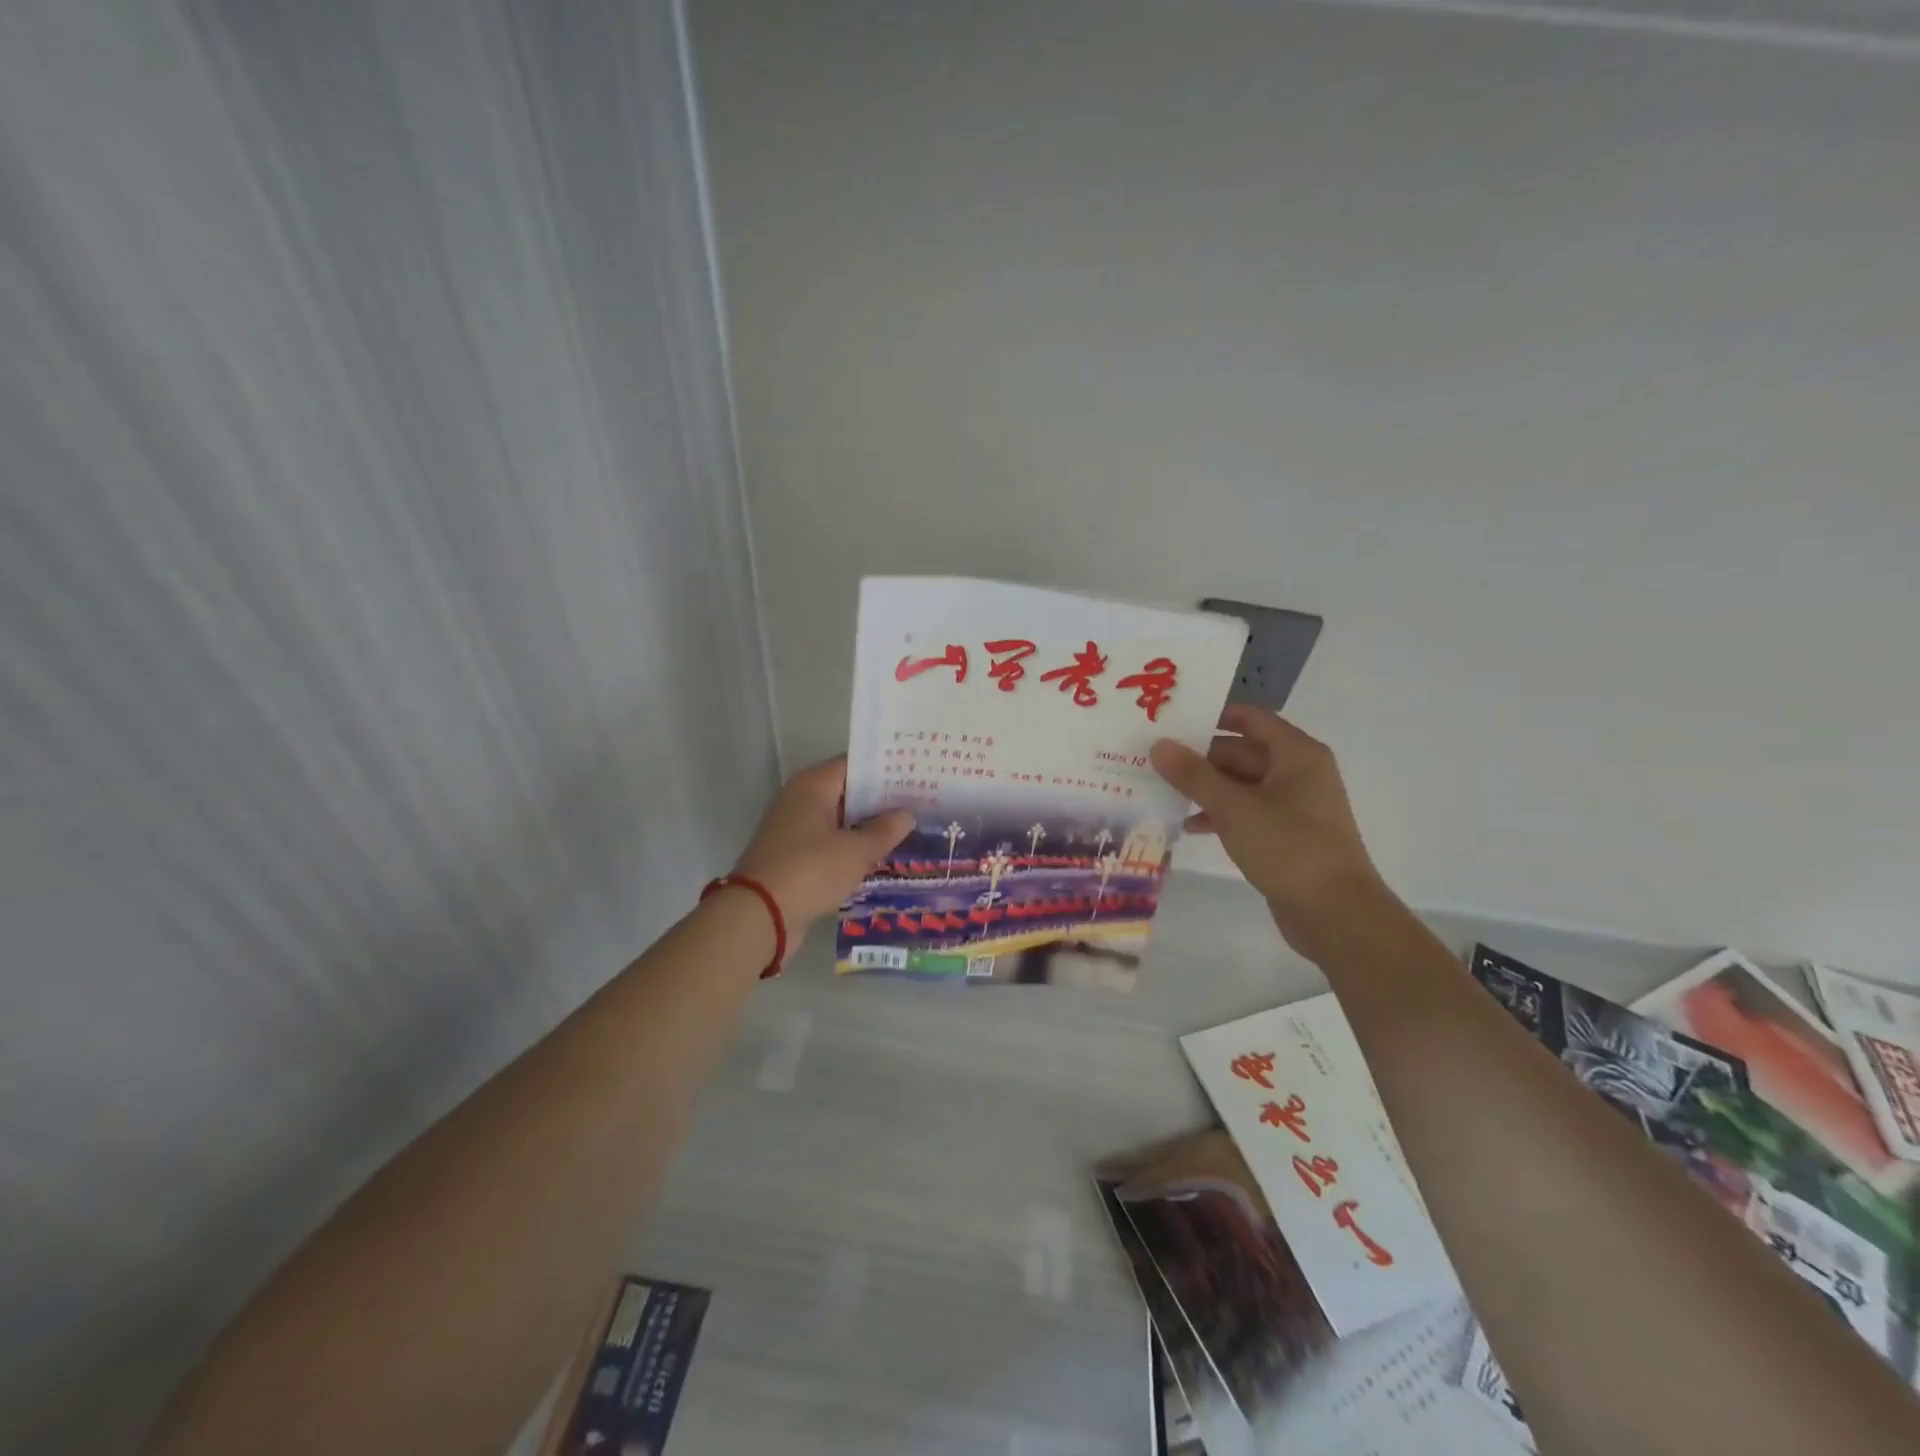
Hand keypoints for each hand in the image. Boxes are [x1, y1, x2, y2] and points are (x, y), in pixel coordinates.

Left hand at [731, 757, 913, 934]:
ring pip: (839, 820)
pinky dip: (851, 847)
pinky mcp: (793, 856)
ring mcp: (794, 829)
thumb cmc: (810, 871)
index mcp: (812, 786)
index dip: (886, 769)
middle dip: (881, 800)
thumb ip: (885, 830)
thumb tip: (906, 814)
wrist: (758, 916)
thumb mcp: (856, 851)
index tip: (916, 776)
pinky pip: (829, 843)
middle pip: (847, 791)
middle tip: (920, 804)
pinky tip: (879, 857)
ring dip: (867, 826)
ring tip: (908, 830)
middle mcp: (800, 800)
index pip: (855, 765)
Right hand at [1149, 705, 1395, 959]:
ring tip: (1163, 791)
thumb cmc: (1288, 848)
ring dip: (1205, 787)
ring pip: (1241, 784)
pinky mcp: (1286, 834)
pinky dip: (1220, 814)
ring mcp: (1294, 805)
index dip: (1210, 715)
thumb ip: (1194, 775)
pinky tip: (1189, 825)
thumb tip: (1159, 745)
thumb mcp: (1234, 808)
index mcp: (1296, 754)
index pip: (1248, 718)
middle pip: (1241, 751)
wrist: (1335, 913)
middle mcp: (1298, 772)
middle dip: (1200, 756)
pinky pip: (1246, 811)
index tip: (1170, 720)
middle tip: (1154, 759)